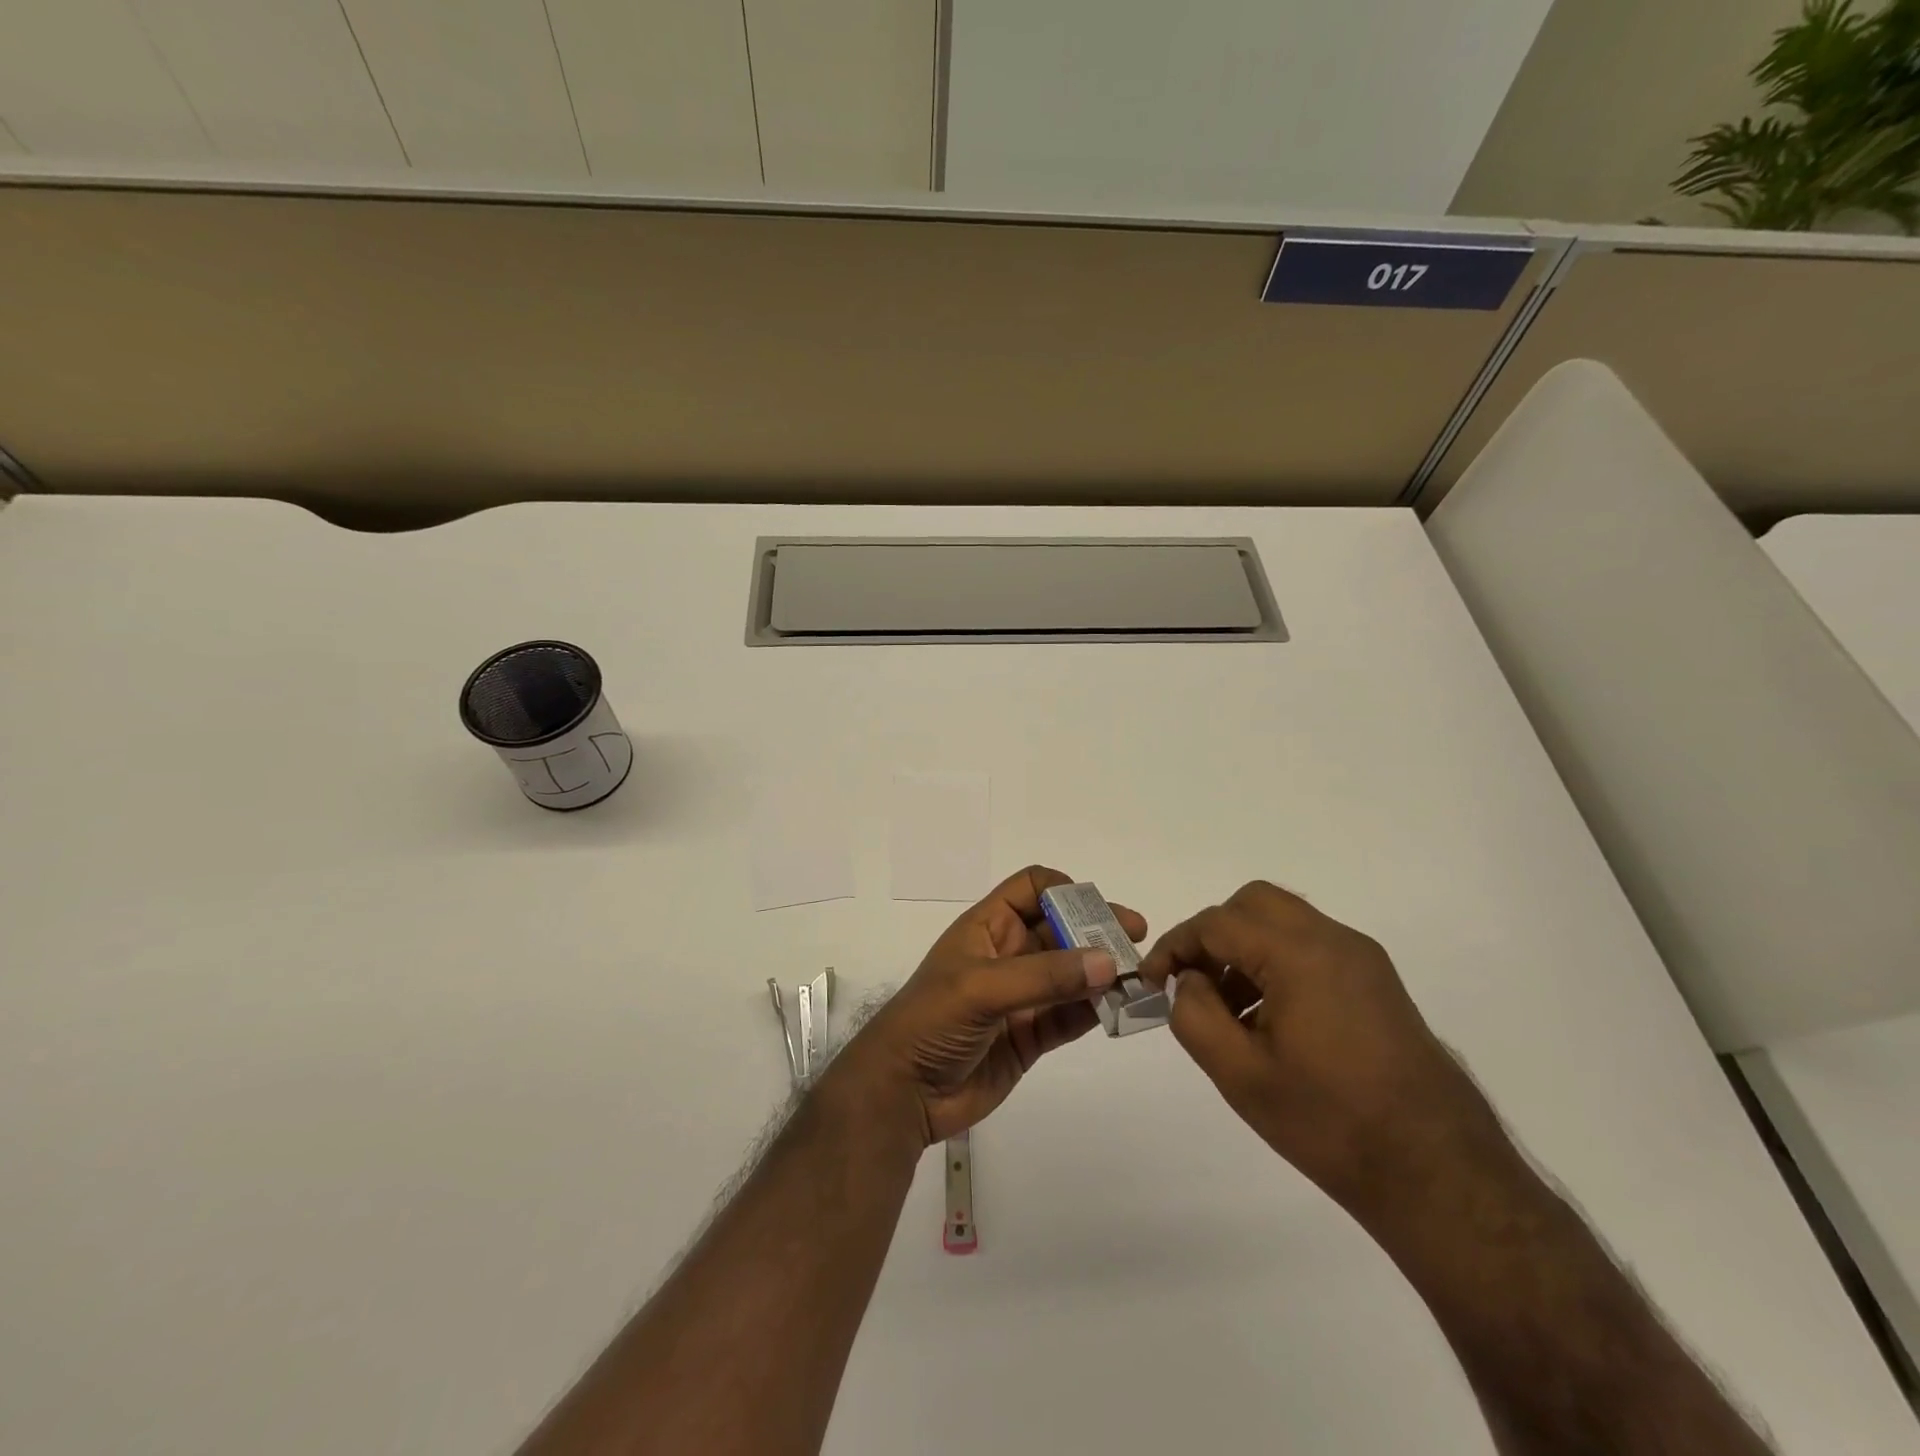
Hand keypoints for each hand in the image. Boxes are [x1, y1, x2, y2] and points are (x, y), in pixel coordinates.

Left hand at [826, 866, 1145, 1147]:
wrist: (902, 1093)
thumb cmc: (931, 1022)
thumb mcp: (982, 988)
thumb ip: (1045, 976)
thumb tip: (1108, 962)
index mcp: (988, 927)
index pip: (1030, 888)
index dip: (1064, 890)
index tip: (1097, 910)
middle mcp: (1008, 954)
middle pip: (1061, 929)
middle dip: (1097, 930)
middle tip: (1137, 941)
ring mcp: (1021, 996)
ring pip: (1072, 973)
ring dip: (1103, 972)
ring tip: (1141, 977)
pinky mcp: (1031, 1035)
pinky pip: (1071, 1014)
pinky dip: (1097, 1009)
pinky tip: (1123, 1008)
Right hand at [1139, 881, 1511, 1214]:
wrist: (1440, 1174)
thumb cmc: (1330, 1123)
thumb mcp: (1240, 1074)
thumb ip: (1195, 1015)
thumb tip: (1190, 981)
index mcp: (1299, 955)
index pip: (1217, 924)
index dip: (1175, 946)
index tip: (1152, 981)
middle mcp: (1334, 941)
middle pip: (1254, 904)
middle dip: (1213, 934)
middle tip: (1193, 982)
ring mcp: (1362, 960)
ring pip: (1284, 922)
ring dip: (1245, 948)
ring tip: (1227, 1009)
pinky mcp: (1378, 983)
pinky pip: (1312, 947)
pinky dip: (1277, 962)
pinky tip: (1268, 1019)